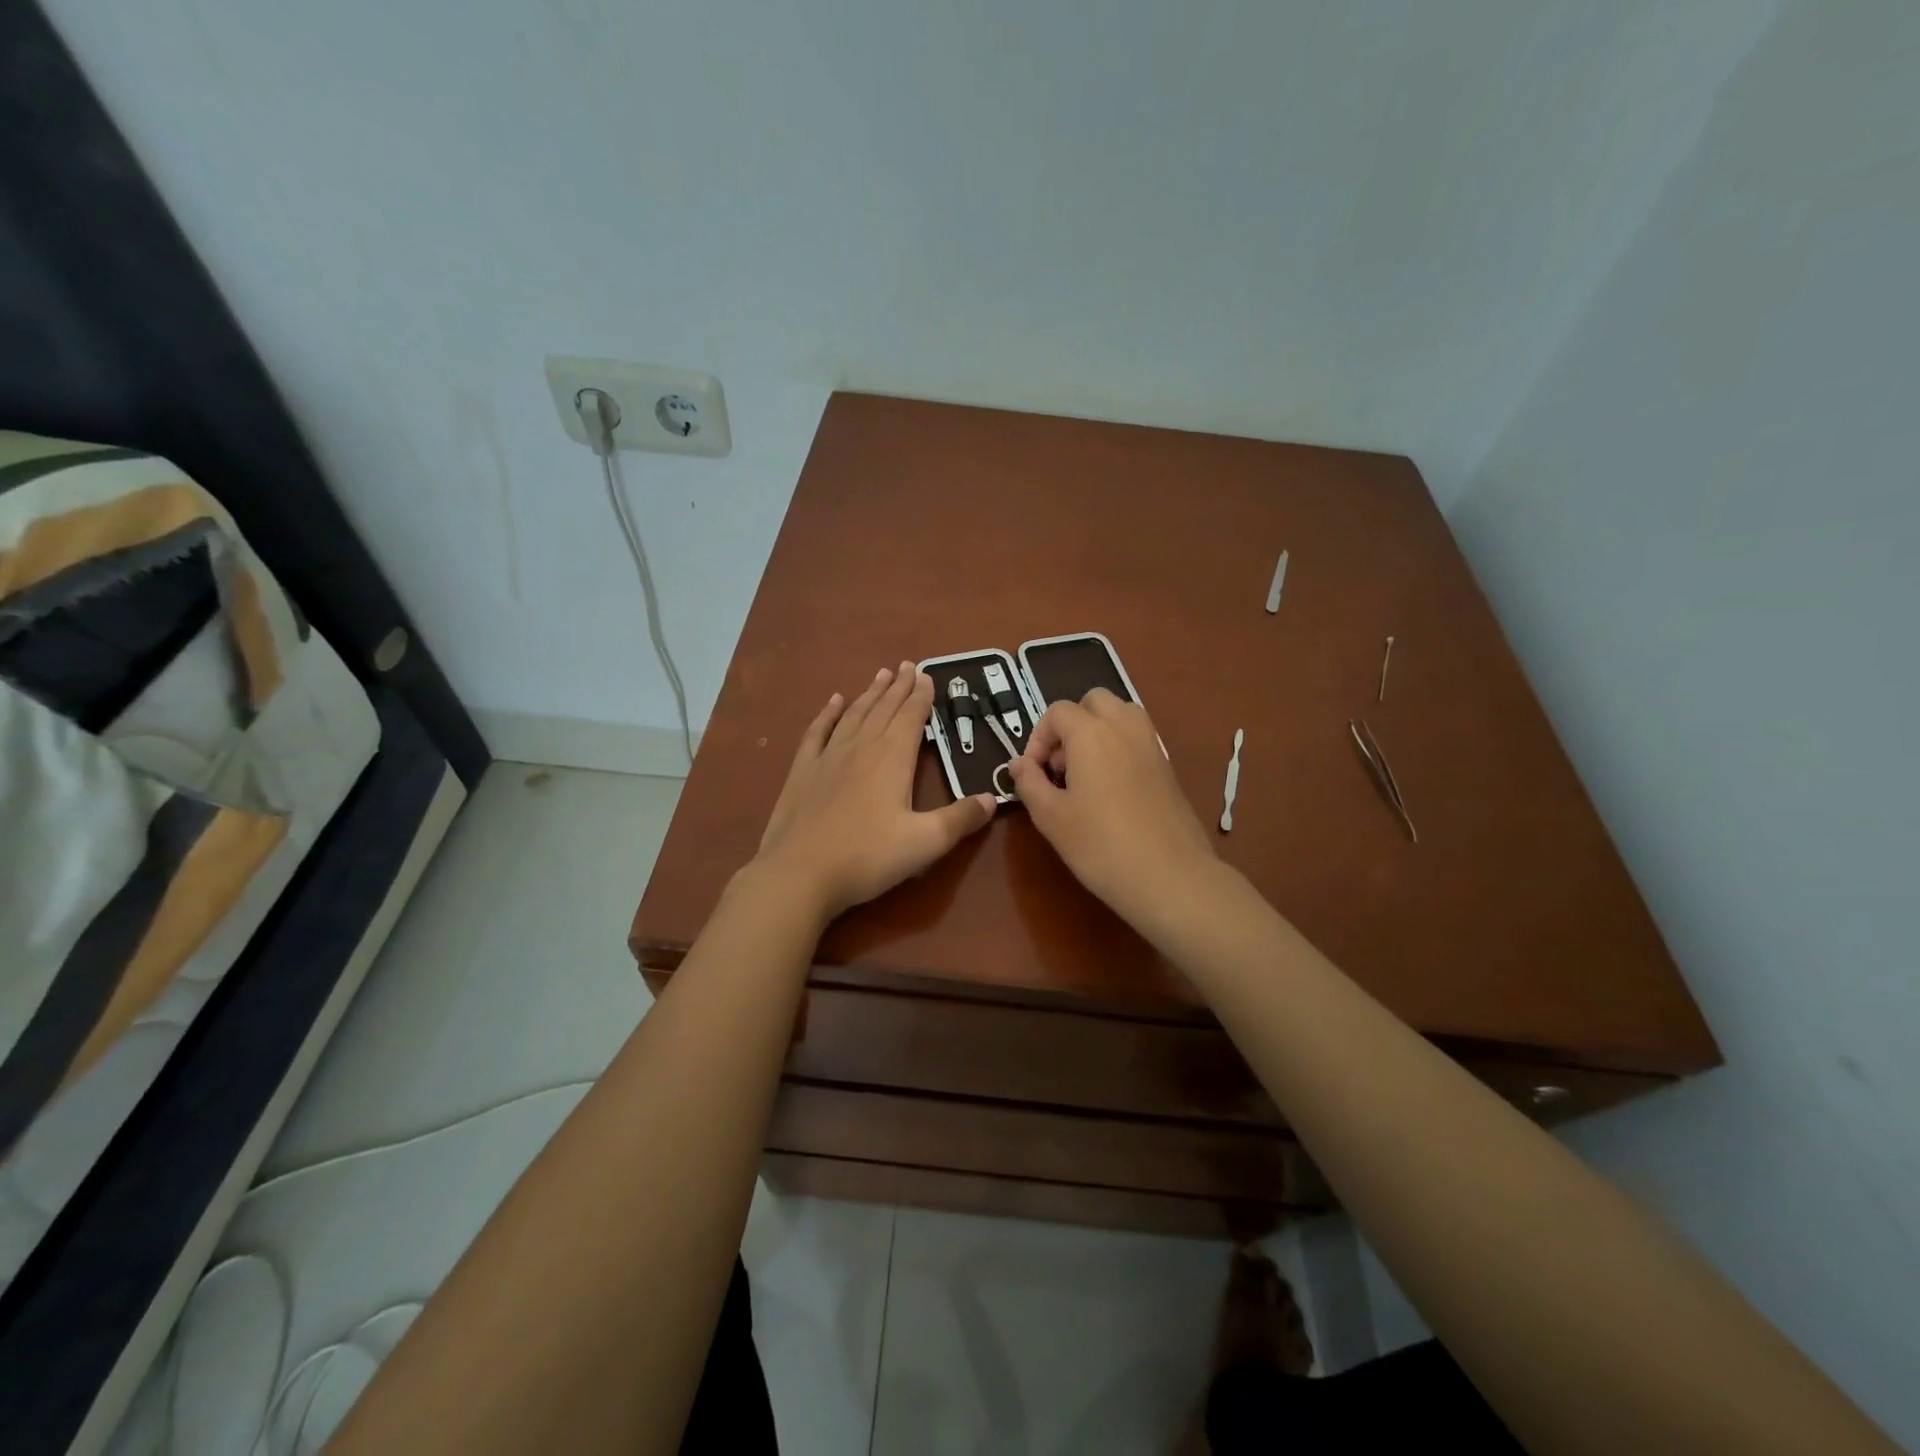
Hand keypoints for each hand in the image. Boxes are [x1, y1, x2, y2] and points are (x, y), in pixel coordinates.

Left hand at [756, 662, 996, 917]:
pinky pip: (818, 731)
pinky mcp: (803, 771)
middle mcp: (861, 747)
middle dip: (899, 687)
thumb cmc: (866, 857)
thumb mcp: (925, 843)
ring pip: (854, 715)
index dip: (922, 695)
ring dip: (870, 694)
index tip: (928, 675)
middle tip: (908, 665)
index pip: (911, 717)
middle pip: (884, 709)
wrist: (798, 873)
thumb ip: (960, 819)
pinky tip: (834, 701)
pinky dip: (828, 714)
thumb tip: (993, 797)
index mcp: (892, 759)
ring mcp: (828, 757)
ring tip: (881, 675)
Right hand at [1006, 689, 1218, 929]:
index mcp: (1091, 733)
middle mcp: (1124, 727)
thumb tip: (1018, 764)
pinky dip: (1119, 747)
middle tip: (1060, 766)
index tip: (1033, 774)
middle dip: (1070, 724)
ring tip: (1085, 773)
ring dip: (1097, 731)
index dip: (1038, 738)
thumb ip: (1029, 783)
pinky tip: (1111, 790)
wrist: (1170, 877)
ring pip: (1120, 714)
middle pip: (1093, 702)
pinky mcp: (1167, 765)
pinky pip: (1137, 738)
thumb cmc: (1101, 846)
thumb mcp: (1051, 817)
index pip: (1057, 712)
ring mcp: (1151, 744)